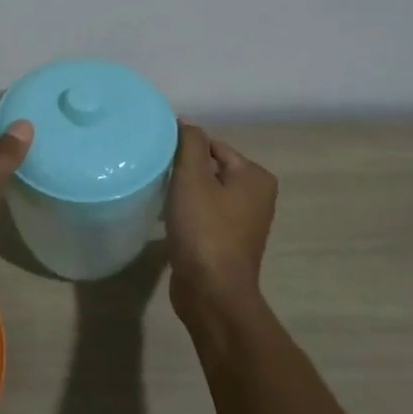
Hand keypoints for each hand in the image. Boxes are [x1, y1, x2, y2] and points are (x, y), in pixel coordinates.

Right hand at [166, 121, 277, 327]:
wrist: (211, 292)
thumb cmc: (204, 229)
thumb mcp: (193, 177)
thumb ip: (189, 143)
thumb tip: (186, 121)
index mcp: (255, 177)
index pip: (214, 146)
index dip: (185, 149)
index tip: (159, 157)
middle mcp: (256, 197)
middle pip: (210, 169)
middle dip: (183, 172)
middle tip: (156, 176)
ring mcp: (244, 223)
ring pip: (205, 194)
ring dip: (182, 194)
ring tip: (158, 197)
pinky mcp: (227, 243)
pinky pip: (204, 216)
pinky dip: (187, 215)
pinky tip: (166, 220)